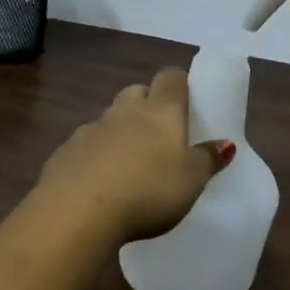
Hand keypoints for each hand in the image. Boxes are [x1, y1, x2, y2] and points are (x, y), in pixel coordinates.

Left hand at [36, 67, 234, 241]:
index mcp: (159, 111)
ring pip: (109, 119)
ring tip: (129, 165)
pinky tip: (99, 184)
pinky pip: (85, 146)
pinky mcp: (64, 152)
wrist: (77, 212)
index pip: (171, 78)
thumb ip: (207, 159)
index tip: (186, 102)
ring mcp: (90, 129)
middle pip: (136, 92)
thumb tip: (224, 143)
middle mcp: (123, 111)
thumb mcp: (190, 181)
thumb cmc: (147, 190)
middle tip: (159, 135)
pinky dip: (94, 156)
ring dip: (119, 132)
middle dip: (146, 105)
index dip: (179, 85)